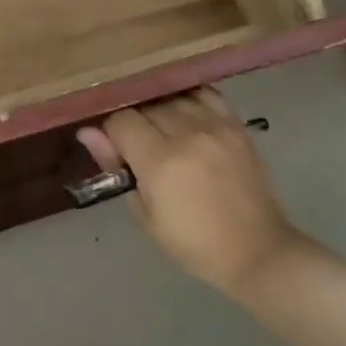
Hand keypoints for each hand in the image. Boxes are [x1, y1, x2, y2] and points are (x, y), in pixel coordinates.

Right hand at [77, 88, 310, 299]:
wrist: (257, 251)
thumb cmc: (193, 243)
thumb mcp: (144, 215)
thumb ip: (116, 167)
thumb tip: (87, 132)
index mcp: (161, 162)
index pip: (121, 121)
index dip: (111, 134)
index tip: (116, 152)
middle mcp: (187, 135)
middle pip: (145, 105)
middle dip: (134, 122)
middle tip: (137, 146)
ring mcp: (216, 126)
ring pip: (172, 96)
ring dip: (159, 110)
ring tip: (161, 131)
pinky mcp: (236, 125)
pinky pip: (204, 94)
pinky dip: (188, 99)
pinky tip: (184, 114)